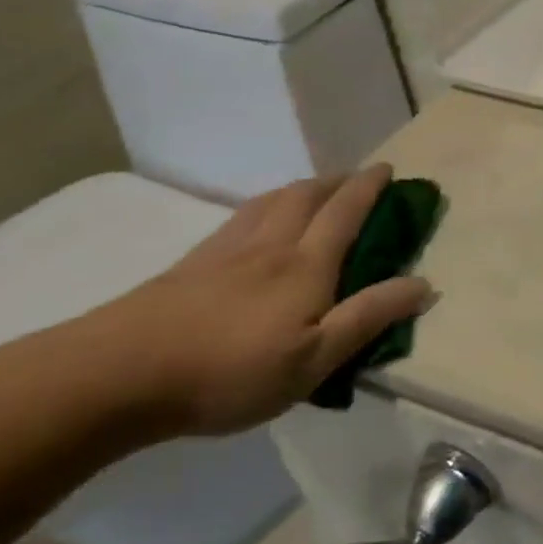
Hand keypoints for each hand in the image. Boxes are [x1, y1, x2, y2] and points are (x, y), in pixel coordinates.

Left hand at [84, 166, 431, 437]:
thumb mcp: (315, 358)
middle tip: (356, 180)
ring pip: (271, 201)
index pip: (346, 211)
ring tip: (314, 192)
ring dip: (301, 188)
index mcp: (306, 264)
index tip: (389, 169)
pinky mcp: (192, 264)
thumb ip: (369, 318)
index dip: (369, 187)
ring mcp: (226, 250)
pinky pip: (240, 217)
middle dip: (337, 181)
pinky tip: (256, 222)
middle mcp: (270, 245)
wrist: (119, 374)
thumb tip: (423, 283)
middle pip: (306, 195)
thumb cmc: (230, 371)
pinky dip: (264, 206)